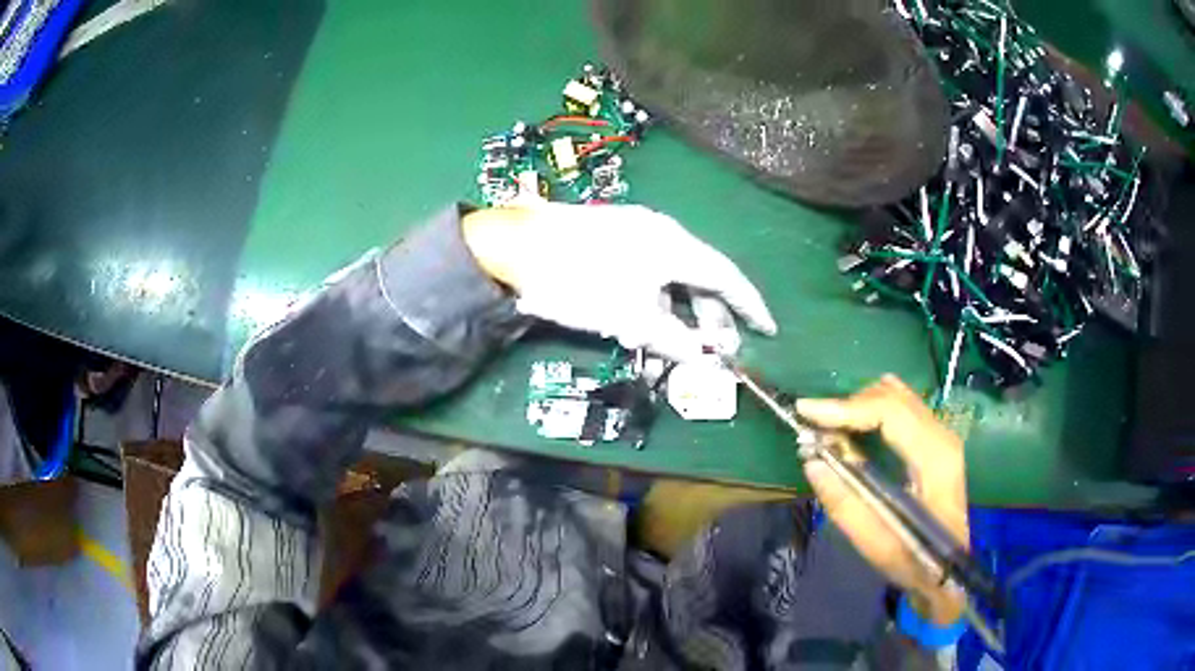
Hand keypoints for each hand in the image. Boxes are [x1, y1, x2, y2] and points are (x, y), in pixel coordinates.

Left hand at [462, 203, 776, 361]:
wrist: (512, 250)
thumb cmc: (579, 281)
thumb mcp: (631, 317)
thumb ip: (675, 341)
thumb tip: (706, 362)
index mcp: (674, 244)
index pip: (726, 276)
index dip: (750, 306)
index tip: (768, 331)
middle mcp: (661, 234)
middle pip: (700, 281)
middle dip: (710, 321)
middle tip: (713, 356)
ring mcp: (635, 236)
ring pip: (672, 283)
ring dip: (679, 320)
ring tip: (674, 355)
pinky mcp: (612, 245)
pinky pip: (649, 278)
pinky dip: (654, 307)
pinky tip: (647, 333)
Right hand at [796, 375, 967, 624]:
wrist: (948, 571)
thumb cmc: (915, 560)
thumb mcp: (876, 542)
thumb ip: (845, 502)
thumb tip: (812, 461)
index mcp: (934, 458)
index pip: (889, 411)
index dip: (845, 407)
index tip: (806, 411)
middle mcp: (942, 437)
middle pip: (893, 398)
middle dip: (849, 404)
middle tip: (812, 423)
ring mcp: (942, 437)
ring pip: (898, 398)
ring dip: (861, 405)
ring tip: (829, 424)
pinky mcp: (936, 443)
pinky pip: (904, 409)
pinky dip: (874, 410)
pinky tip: (857, 421)